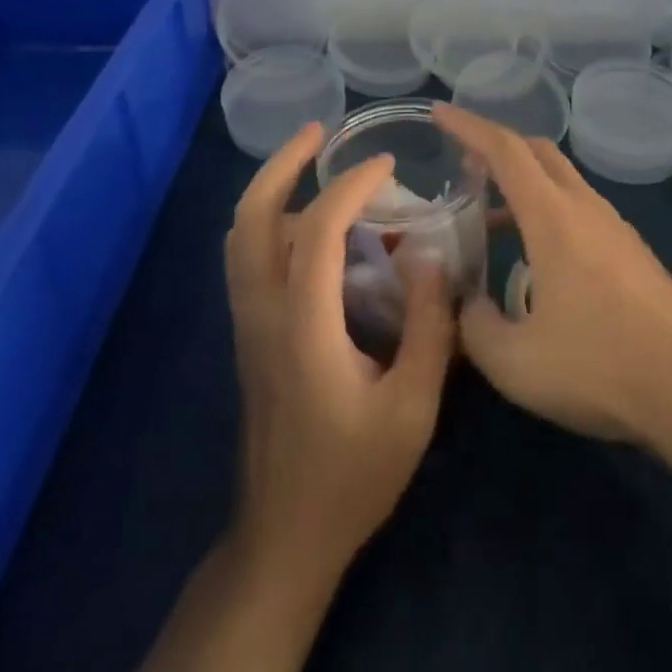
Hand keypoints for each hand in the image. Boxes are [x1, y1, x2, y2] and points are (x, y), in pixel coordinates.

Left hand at [223, 121, 455, 579]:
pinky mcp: (250, 336)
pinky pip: (249, 258)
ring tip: (317, 168)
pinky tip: (312, 226)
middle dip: (281, 165)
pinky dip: (272, 221)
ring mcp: (248, 325)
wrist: (283, 538)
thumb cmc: (352, 476)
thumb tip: (431, 257)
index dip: (351, 186)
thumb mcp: (413, 409)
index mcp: (303, 326)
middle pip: (249, 218)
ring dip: (273, 190)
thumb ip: (429, 328)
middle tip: (320, 133)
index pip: (316, 229)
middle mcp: (263, 313)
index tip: (388, 166)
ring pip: (240, 236)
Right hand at [434, 104, 671, 450]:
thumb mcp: (515, 362)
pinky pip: (580, 210)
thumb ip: (474, 328)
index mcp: (553, 216)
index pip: (505, 150)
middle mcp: (586, 208)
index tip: (439, 113)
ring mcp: (615, 228)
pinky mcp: (633, 253)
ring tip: (489, 220)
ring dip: (523, 185)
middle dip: (496, 147)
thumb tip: (467, 306)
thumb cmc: (600, 368)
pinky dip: (547, 212)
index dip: (468, 126)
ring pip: (562, 181)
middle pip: (537, 152)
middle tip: (463, 166)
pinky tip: (536, 261)